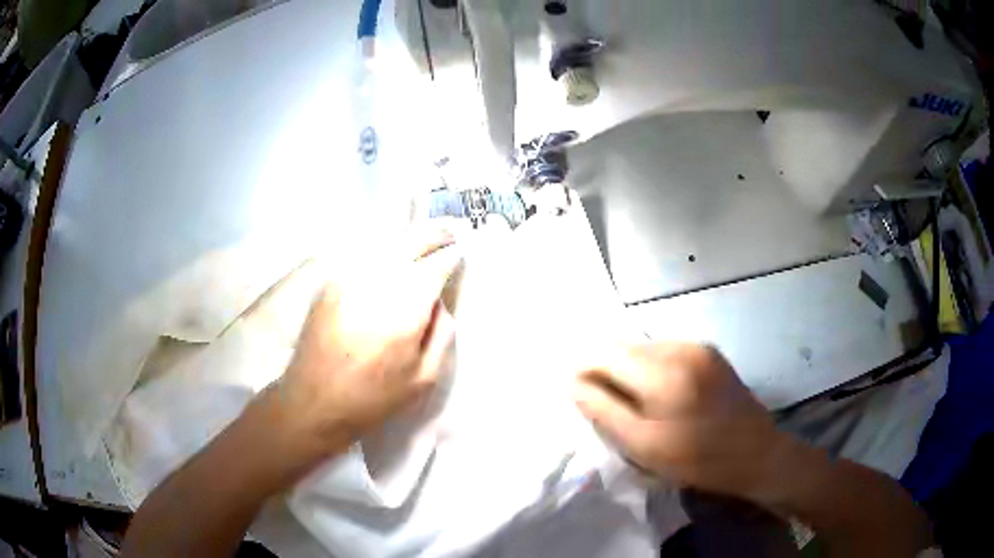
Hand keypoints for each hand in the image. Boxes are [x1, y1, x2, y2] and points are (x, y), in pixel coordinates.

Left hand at [269, 229, 460, 458]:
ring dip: (408, 240)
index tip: (461, 251)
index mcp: (404, 309)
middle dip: (434, 234)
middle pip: (411, 242)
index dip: (452, 255)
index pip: (436, 264)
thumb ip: (442, 333)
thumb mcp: (424, 378)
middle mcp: (376, 283)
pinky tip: (390, 259)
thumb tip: (440, 300)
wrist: (314, 402)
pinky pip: (363, 256)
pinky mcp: (330, 283)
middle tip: (450, 233)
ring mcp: (348, 279)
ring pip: (386, 244)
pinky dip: (382, 251)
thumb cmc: (373, 398)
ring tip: (423, 242)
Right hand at [574, 342, 787, 500]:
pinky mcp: (709, 352)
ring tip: (631, 403)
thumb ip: (604, 411)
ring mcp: (698, 346)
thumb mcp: (644, 446)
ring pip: (644, 348)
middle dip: (606, 370)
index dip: (584, 370)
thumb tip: (574, 382)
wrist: (756, 454)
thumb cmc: (697, 459)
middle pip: (624, 346)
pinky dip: (651, 368)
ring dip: (628, 369)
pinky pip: (665, 351)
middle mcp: (680, 347)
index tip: (578, 394)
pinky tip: (658, 395)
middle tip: (604, 405)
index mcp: (662, 373)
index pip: (605, 353)